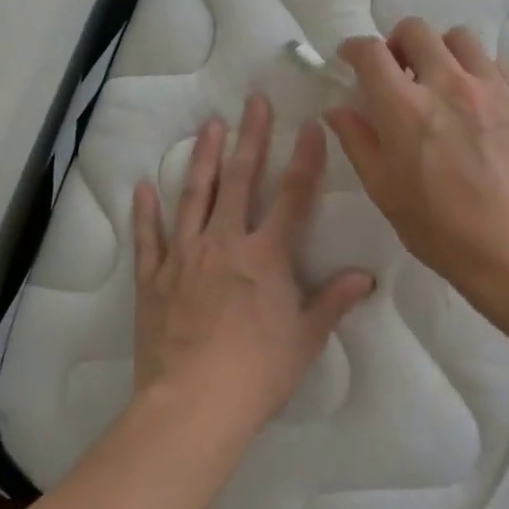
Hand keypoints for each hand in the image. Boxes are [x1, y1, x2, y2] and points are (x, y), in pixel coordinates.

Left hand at [131, 94, 375, 448]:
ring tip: (209, 127)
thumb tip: (365, 278)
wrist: (193, 405)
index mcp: (266, 256)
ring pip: (193, 196)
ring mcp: (184, 257)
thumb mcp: (305, 339)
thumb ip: (333, 302)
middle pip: (239, 181)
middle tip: (252, 102)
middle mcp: (224, 244)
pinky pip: (149, 238)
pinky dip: (145, 212)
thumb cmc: (257, 374)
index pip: (293, 196)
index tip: (311, 125)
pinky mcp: (153, 278)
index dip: (305, 158)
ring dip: (203, 159)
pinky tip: (143, 187)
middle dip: (249, 138)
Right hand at [326, 18, 508, 297]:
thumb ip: (357, 140)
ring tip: (440, 80)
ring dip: (440, 50)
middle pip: (416, 30)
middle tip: (397, 71)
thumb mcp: (383, 189)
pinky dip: (476, 70)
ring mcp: (491, 88)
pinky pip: (495, 63)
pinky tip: (475, 101)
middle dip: (397, 43)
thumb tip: (338, 108)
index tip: (350, 58)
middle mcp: (447, 84)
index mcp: (404, 108)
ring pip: (460, 38)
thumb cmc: (438, 227)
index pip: (371, 52)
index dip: (354, 48)